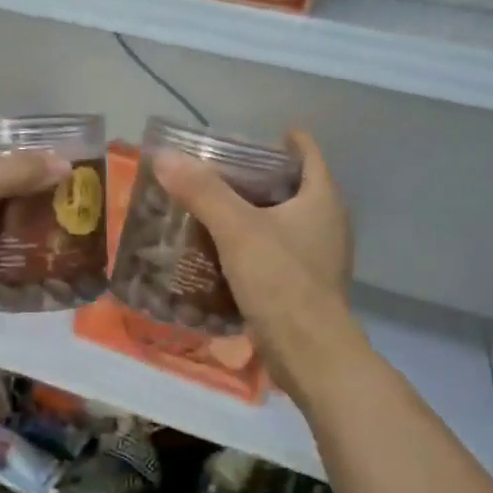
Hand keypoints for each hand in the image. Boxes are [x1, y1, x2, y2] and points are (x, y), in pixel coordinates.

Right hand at [154, 130, 354, 399]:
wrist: (310, 355)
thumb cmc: (281, 281)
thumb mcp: (237, 230)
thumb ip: (202, 192)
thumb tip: (165, 157)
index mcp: (322, 199)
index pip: (307, 153)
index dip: (284, 140)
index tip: (249, 137)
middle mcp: (327, 223)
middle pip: (292, 186)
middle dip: (257, 178)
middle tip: (216, 173)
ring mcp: (318, 257)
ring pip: (282, 221)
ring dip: (252, 214)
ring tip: (212, 209)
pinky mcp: (304, 286)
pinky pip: (276, 252)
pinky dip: (252, 245)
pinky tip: (221, 251)